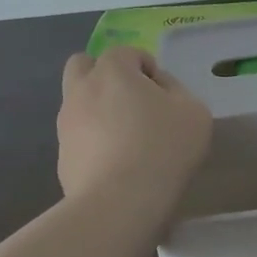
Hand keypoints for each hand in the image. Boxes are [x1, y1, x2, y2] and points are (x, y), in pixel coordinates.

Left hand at [57, 47, 212, 202]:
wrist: (119, 203)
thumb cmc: (163, 148)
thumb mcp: (194, 112)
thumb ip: (177, 90)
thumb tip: (159, 87)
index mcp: (112, 70)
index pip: (127, 52)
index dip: (147, 68)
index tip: (163, 95)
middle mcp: (82, 90)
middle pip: (83, 65)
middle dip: (105, 75)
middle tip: (131, 101)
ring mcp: (66, 124)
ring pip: (77, 102)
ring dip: (97, 109)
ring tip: (125, 138)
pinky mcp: (61, 156)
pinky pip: (78, 137)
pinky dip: (93, 142)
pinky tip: (115, 165)